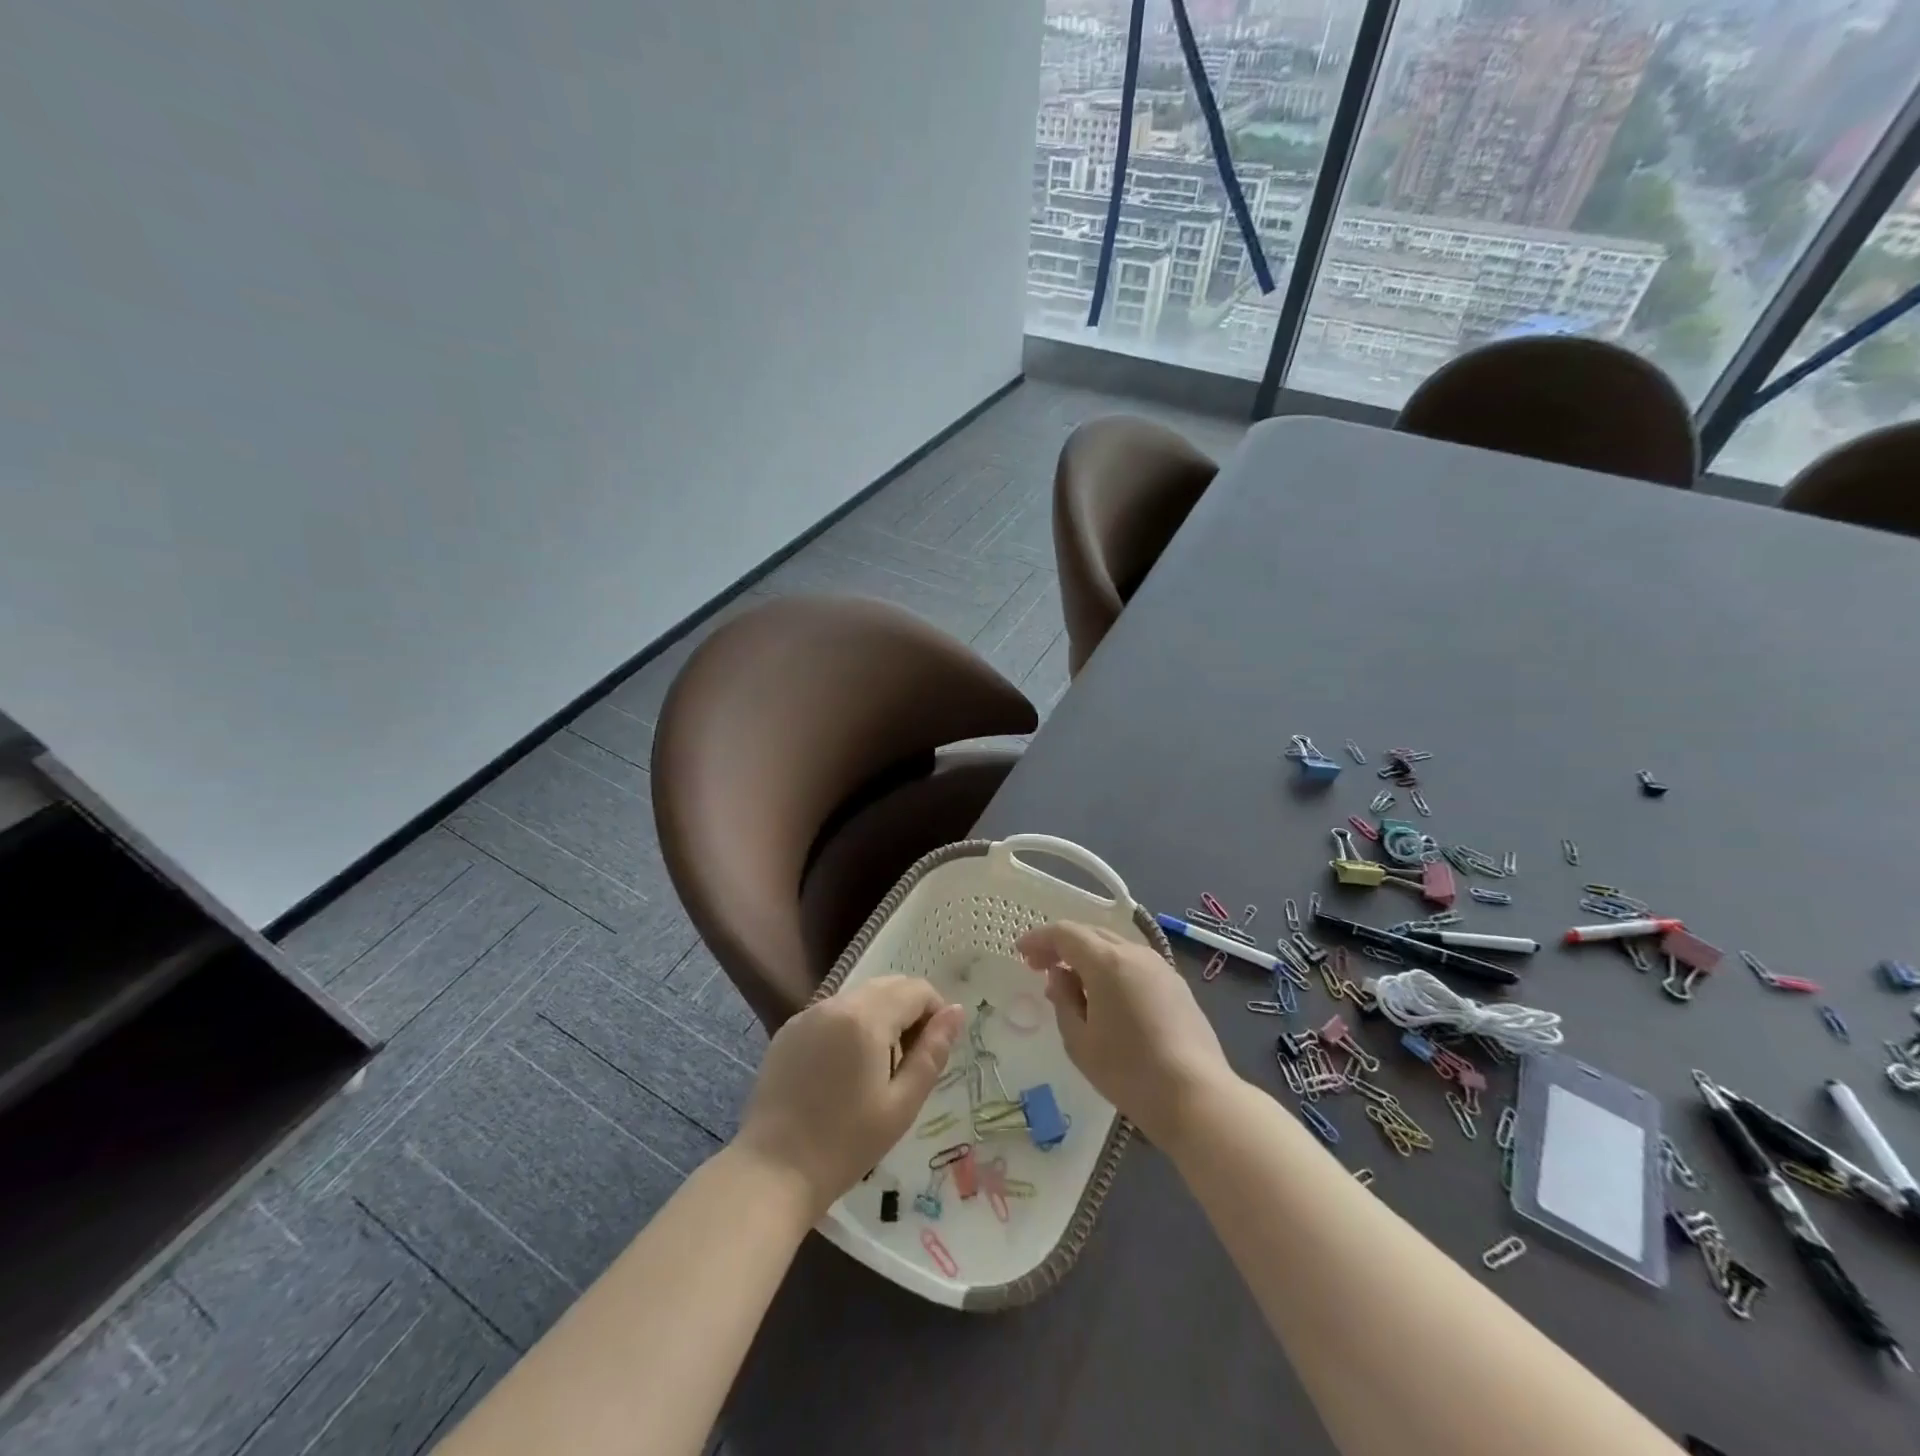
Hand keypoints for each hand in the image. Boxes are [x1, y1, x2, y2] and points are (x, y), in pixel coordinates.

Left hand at [734, 977, 965, 1219]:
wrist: (773, 1172)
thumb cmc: (845, 1144)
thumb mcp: (902, 1104)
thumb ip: (933, 1052)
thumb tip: (957, 1011)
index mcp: (866, 1017)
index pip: (916, 990)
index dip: (935, 1013)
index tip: (932, 1053)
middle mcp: (836, 1003)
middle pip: (888, 987)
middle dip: (908, 1014)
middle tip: (908, 1065)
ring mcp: (808, 1014)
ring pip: (860, 999)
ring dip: (880, 1020)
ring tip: (876, 1072)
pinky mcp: (788, 1031)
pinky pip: (832, 1014)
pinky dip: (849, 1028)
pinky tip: (842, 1074)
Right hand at [1017, 921, 1234, 1147]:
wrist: (1196, 1096)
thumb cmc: (1128, 1071)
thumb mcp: (1079, 1041)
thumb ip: (1063, 1000)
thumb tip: (1060, 976)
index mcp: (1107, 961)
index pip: (1065, 933)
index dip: (1039, 939)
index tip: (1021, 954)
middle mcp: (1134, 953)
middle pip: (1091, 934)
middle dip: (1062, 946)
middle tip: (1040, 967)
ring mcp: (1160, 967)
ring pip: (1115, 947)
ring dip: (1088, 957)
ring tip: (1072, 984)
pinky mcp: (1177, 985)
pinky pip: (1134, 964)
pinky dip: (1112, 969)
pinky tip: (1106, 996)